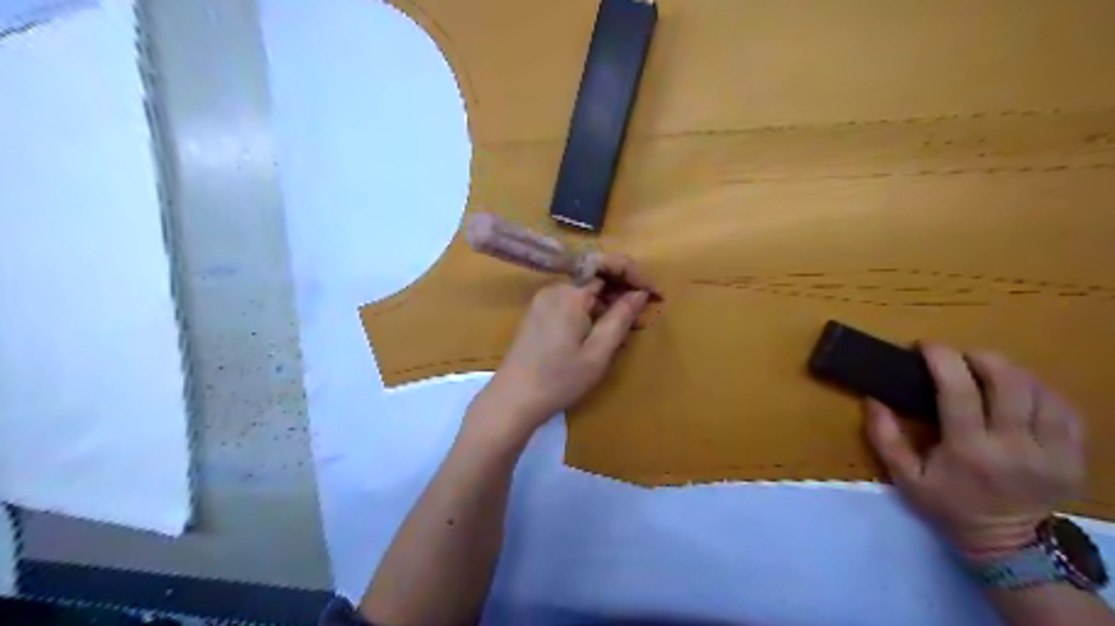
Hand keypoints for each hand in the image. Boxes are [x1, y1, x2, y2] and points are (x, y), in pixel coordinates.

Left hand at [471, 258, 653, 441]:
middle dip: (622, 291)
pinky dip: (590, 311)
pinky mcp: (537, 313)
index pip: (609, 266)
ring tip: (625, 331)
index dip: (635, 276)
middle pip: (596, 277)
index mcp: (571, 293)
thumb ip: (620, 318)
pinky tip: (600, 334)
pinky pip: (571, 302)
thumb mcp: (598, 352)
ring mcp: (543, 300)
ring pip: (584, 291)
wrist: (512, 400)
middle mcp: (555, 289)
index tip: (655, 295)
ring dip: (607, 304)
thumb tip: (639, 294)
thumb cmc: (559, 379)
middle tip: (643, 316)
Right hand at [867, 344, 1086, 564]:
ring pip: (1040, 391)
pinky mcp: (1076, 457)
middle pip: (1009, 382)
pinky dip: (1041, 391)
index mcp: (970, 451)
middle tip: (961, 357)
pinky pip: (1065, 409)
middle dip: (982, 358)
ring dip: (1011, 372)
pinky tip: (1021, 392)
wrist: (1007, 544)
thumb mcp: (905, 477)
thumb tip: (872, 398)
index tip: (926, 346)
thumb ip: (885, 437)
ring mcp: (1053, 452)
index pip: (960, 391)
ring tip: (988, 372)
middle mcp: (1016, 447)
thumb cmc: (948, 506)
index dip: (943, 360)